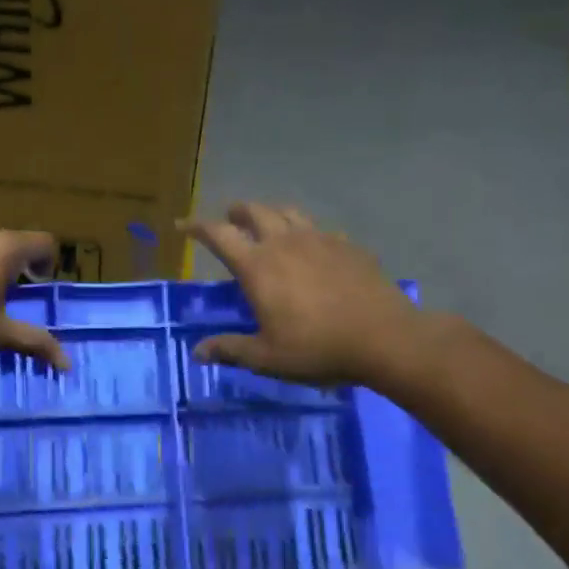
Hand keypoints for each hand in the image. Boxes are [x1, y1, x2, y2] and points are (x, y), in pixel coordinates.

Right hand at [179, 203, 435, 391]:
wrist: (385, 338)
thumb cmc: (318, 348)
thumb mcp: (267, 357)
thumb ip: (231, 349)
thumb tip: (198, 352)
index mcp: (257, 266)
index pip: (219, 235)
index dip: (197, 227)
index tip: (183, 225)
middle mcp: (284, 242)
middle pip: (254, 211)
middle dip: (236, 212)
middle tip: (230, 219)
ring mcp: (319, 239)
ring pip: (288, 212)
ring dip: (270, 213)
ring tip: (267, 224)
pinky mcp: (347, 245)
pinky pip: (319, 229)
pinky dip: (305, 232)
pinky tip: (312, 248)